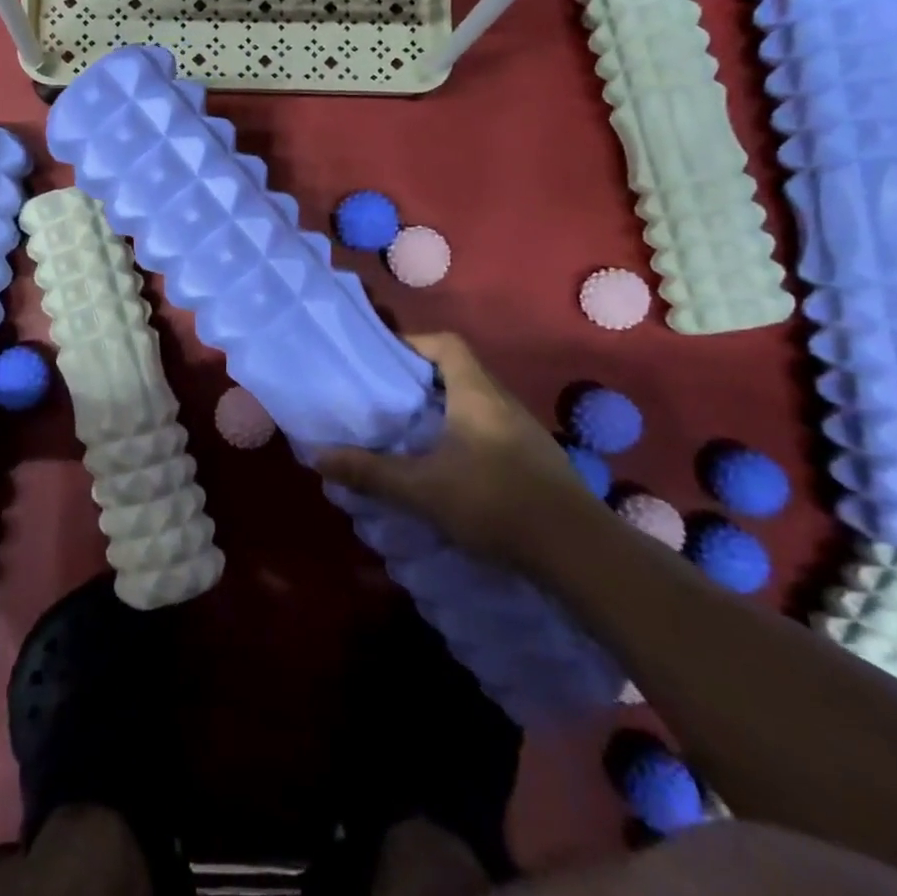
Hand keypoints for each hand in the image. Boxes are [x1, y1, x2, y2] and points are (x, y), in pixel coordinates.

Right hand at [315, 333, 585, 563]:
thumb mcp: (422, 490)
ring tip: (409, 431)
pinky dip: (464, 434)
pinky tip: (448, 466)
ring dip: (444, 409)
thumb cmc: (495, 504)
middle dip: (421, 379)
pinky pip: (490, 429)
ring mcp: (524, 431)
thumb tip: (318, 458)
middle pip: (459, 371)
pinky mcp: (535, 460)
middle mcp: (502, 402)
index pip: (446, 344)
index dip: (414, 343)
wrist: (578, 553)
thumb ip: (370, 473)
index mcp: (476, 394)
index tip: (383, 360)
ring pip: (476, 402)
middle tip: (386, 398)